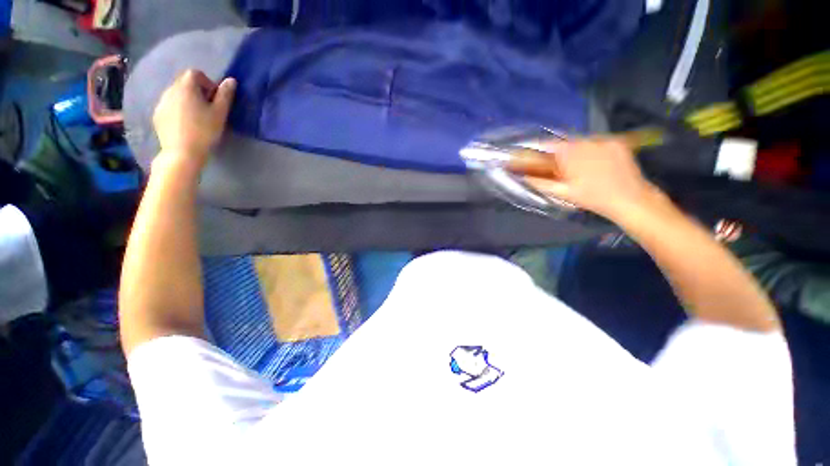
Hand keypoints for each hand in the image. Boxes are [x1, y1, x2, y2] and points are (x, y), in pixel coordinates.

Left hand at [152, 69, 236, 168]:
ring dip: (187, 101)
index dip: (208, 83)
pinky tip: (186, 126)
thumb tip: (231, 80)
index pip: (196, 73)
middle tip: (208, 109)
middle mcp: (170, 90)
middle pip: (185, 83)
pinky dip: (178, 111)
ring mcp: (161, 103)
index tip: (215, 99)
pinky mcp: (157, 115)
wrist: (182, 152)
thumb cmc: (204, 131)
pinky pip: (169, 106)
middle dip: (197, 92)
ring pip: (176, 95)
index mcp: (186, 87)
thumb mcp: (220, 113)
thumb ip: (225, 95)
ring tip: (197, 119)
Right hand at [524, 138, 659, 219]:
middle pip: (565, 142)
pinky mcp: (616, 142)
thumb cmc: (592, 198)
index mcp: (571, 153)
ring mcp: (604, 140)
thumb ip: (540, 182)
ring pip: (581, 142)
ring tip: (578, 167)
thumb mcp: (562, 192)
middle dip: (558, 153)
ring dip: (575, 151)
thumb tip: (524, 177)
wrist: (630, 199)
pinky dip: (591, 150)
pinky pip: (596, 143)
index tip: (533, 156)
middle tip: (559, 167)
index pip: (547, 145)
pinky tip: (594, 163)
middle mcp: (586, 141)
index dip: (538, 149)